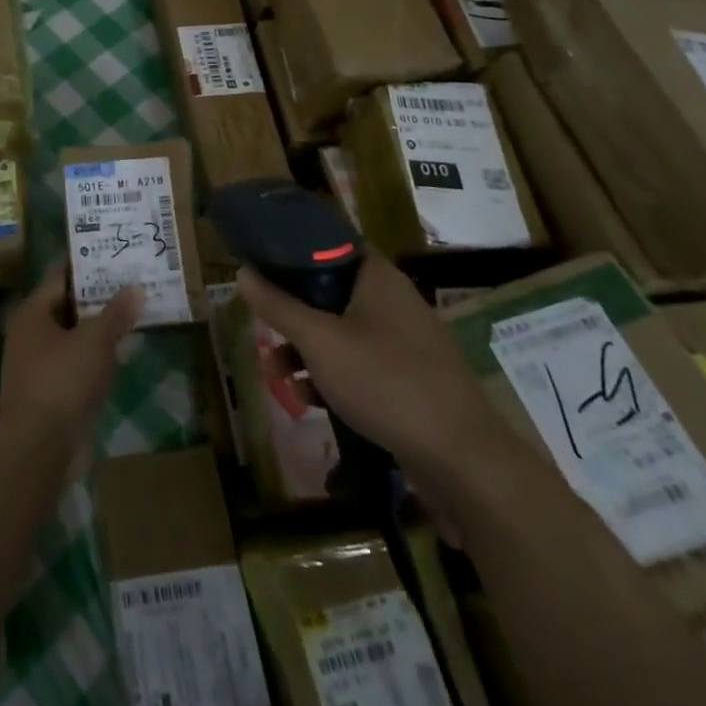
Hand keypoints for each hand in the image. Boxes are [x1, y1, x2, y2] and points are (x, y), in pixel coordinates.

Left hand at [0, 264, 141, 469]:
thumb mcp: (94, 341)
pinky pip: (79, 365)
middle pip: (68, 306)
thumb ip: (116, 313)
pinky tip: (124, 353)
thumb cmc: (62, 380)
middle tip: (132, 282)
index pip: (60, 277)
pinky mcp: (54, 393)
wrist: (40, 447)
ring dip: (100, 329)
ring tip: (135, 313)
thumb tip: (135, 287)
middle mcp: (32, 335)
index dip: (86, 264)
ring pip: (75, 337)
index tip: (112, 254)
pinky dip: (98, 358)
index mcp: (33, 313)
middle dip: (98, 297)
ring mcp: (41, 366)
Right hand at [236, 255, 531, 528]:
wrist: (463, 460)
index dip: (292, 253)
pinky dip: (333, 375)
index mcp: (378, 278)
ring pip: (342, 332)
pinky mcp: (411, 380)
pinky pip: (361, 365)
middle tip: (264, 330)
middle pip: (330, 293)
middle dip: (292, 315)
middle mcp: (394, 301)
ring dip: (306, 350)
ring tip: (278, 377)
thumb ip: (278, 306)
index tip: (260, 267)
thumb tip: (242, 272)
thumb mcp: (319, 341)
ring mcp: (406, 343)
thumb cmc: (385, 383)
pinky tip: (311, 400)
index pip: (329, 245)